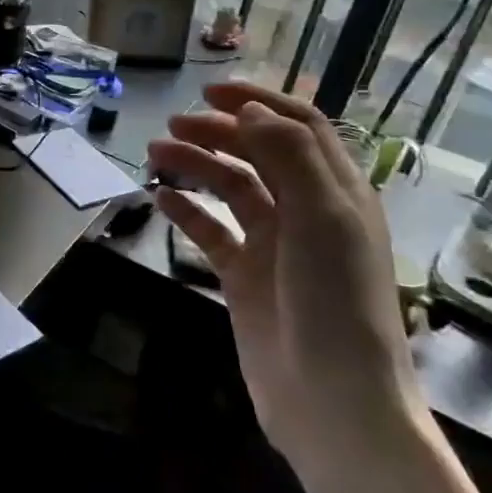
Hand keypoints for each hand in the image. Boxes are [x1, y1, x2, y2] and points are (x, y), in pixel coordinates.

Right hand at [148, 83, 428, 483]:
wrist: (332, 401)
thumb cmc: (336, 304)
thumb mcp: (322, 219)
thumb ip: (288, 158)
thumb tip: (249, 110)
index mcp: (337, 193)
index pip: (300, 128)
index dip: (260, 103)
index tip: (211, 92)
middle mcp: (306, 211)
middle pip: (259, 154)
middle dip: (217, 133)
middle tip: (172, 126)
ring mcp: (273, 244)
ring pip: (230, 188)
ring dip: (196, 166)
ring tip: (154, 155)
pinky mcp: (245, 276)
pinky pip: (211, 231)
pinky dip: (187, 211)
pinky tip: (160, 198)